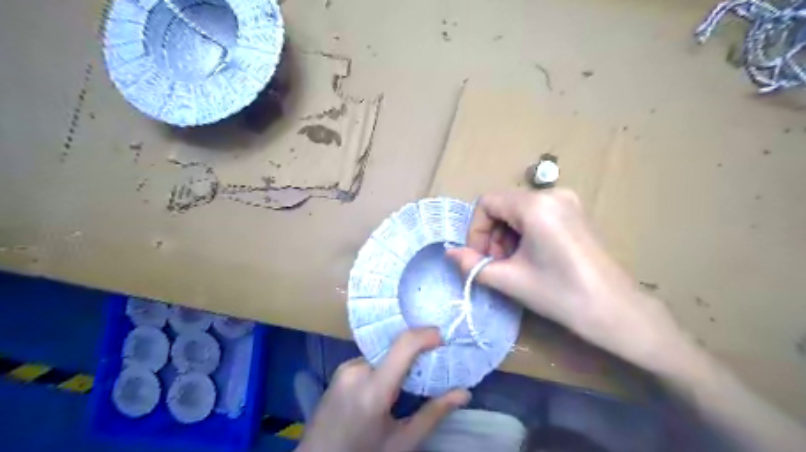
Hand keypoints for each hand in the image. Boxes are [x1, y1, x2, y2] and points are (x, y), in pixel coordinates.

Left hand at [294, 327, 473, 451]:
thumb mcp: (401, 442)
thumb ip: (433, 414)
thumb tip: (463, 393)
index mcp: (373, 389)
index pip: (403, 345)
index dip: (426, 335)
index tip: (443, 337)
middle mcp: (357, 370)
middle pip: (395, 349)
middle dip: (416, 355)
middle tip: (433, 367)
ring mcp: (345, 368)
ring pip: (384, 355)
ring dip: (399, 363)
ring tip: (410, 383)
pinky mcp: (340, 370)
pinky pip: (370, 360)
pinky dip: (384, 367)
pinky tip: (388, 387)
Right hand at [447, 189, 685, 374]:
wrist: (616, 311)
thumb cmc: (561, 294)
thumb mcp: (510, 280)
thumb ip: (473, 265)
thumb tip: (449, 254)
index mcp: (535, 205)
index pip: (487, 203)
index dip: (475, 230)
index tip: (479, 258)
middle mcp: (552, 194)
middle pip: (503, 206)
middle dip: (491, 235)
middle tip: (495, 265)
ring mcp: (567, 202)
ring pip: (518, 211)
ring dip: (506, 236)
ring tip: (512, 265)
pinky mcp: (575, 213)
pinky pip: (536, 215)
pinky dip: (523, 234)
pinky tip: (530, 258)